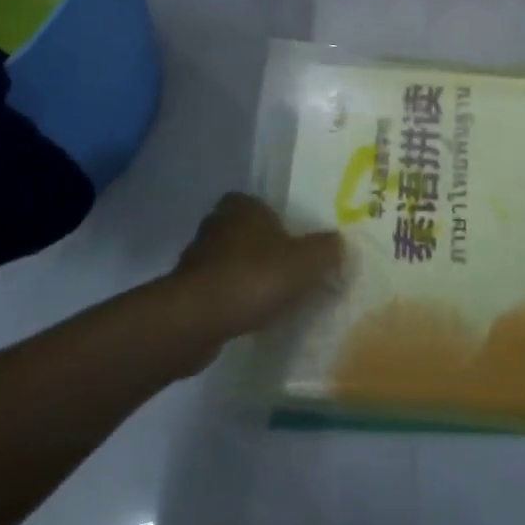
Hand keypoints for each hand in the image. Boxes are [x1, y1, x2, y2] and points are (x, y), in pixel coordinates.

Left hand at [170, 193, 345, 343]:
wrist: (198, 319)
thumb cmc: (254, 277)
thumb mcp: (305, 262)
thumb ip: (326, 250)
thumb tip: (339, 244)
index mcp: (242, 205)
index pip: (263, 206)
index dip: (280, 224)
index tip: (295, 247)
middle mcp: (216, 224)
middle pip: (248, 235)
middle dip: (264, 252)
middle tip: (288, 274)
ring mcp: (196, 258)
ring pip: (231, 264)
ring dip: (247, 279)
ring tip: (271, 301)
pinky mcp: (185, 291)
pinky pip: (218, 291)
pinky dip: (232, 302)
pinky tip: (248, 319)